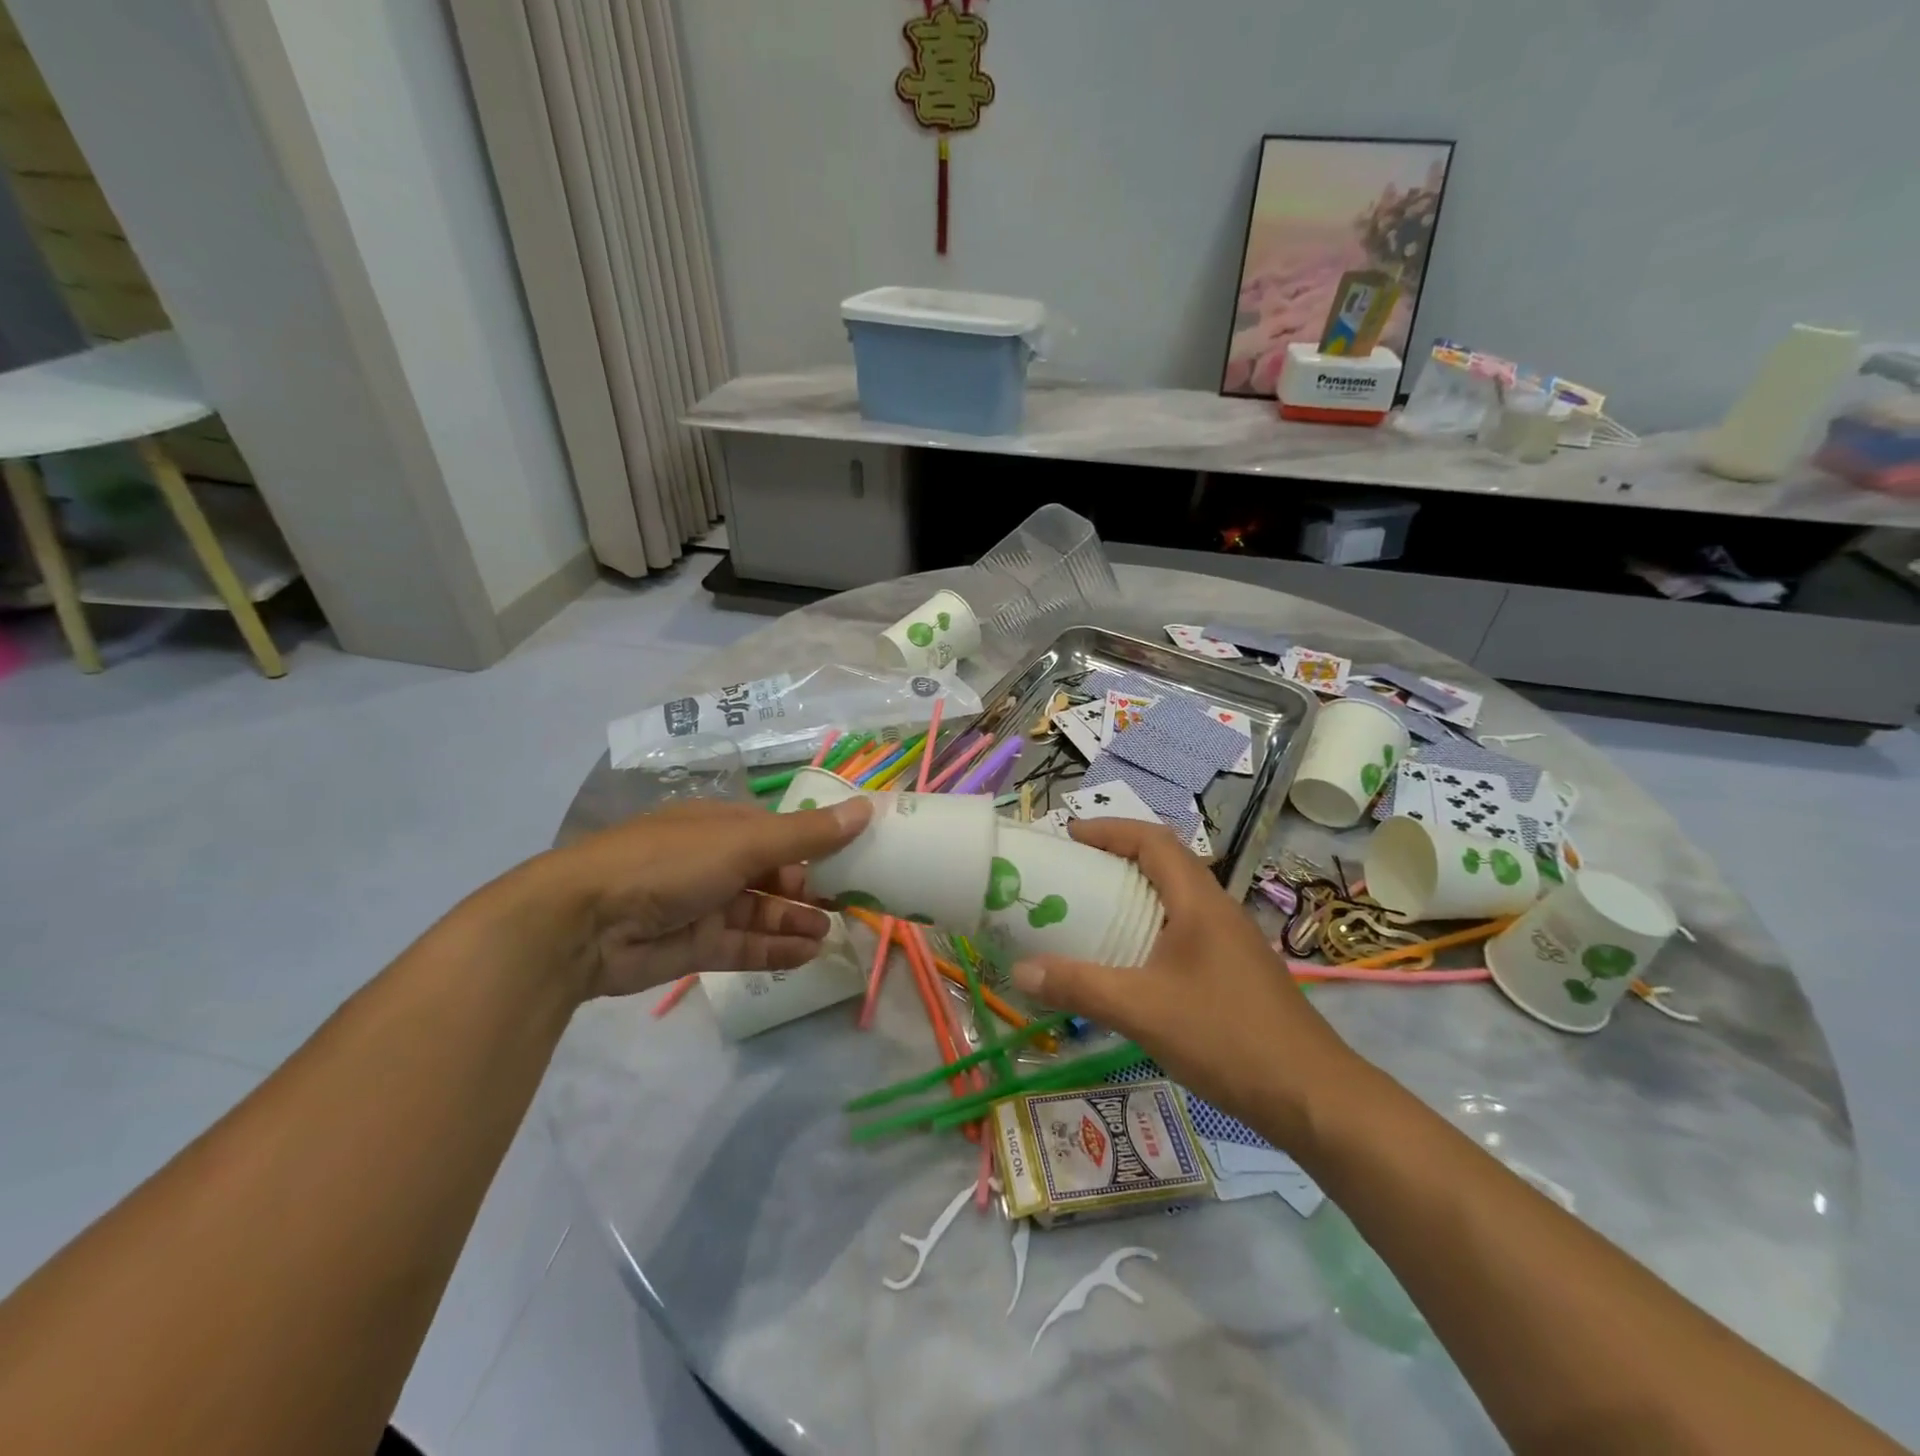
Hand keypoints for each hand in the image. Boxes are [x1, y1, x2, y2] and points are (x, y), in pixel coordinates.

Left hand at [531, 796, 872, 999]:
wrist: (583, 923)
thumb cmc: (669, 863)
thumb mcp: (743, 842)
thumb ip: (806, 835)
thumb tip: (866, 809)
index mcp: (723, 825)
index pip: (782, 832)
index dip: (819, 843)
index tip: (857, 858)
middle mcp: (715, 861)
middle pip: (774, 874)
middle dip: (811, 888)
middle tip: (852, 904)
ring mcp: (704, 905)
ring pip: (762, 912)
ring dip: (796, 922)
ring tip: (833, 933)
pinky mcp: (694, 946)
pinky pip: (744, 946)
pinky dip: (775, 950)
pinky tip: (808, 955)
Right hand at [1009, 818, 1360, 1149]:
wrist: (1313, 1097)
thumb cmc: (1227, 1036)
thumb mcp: (1142, 1010)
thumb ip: (1079, 987)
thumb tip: (1019, 971)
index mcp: (1199, 901)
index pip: (1153, 840)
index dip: (1109, 830)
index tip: (1069, 836)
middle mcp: (1217, 911)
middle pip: (1164, 864)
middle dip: (1116, 859)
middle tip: (1071, 874)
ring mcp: (1231, 943)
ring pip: (1175, 900)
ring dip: (1134, 895)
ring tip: (1090, 913)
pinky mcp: (1235, 972)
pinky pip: (1183, 932)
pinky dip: (1149, 929)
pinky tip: (1129, 964)